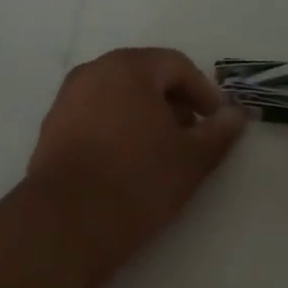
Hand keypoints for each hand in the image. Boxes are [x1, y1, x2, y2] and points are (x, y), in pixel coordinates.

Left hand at [26, 48, 246, 245]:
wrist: (68, 222)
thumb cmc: (139, 180)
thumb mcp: (192, 159)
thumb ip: (219, 132)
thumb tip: (236, 115)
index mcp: (128, 67)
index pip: (176, 65)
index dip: (203, 91)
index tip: (217, 121)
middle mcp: (93, 73)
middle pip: (144, 76)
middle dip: (173, 102)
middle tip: (192, 135)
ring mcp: (66, 100)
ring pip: (117, 96)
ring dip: (145, 116)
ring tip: (162, 152)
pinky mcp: (51, 129)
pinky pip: (94, 116)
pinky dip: (117, 128)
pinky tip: (128, 162)